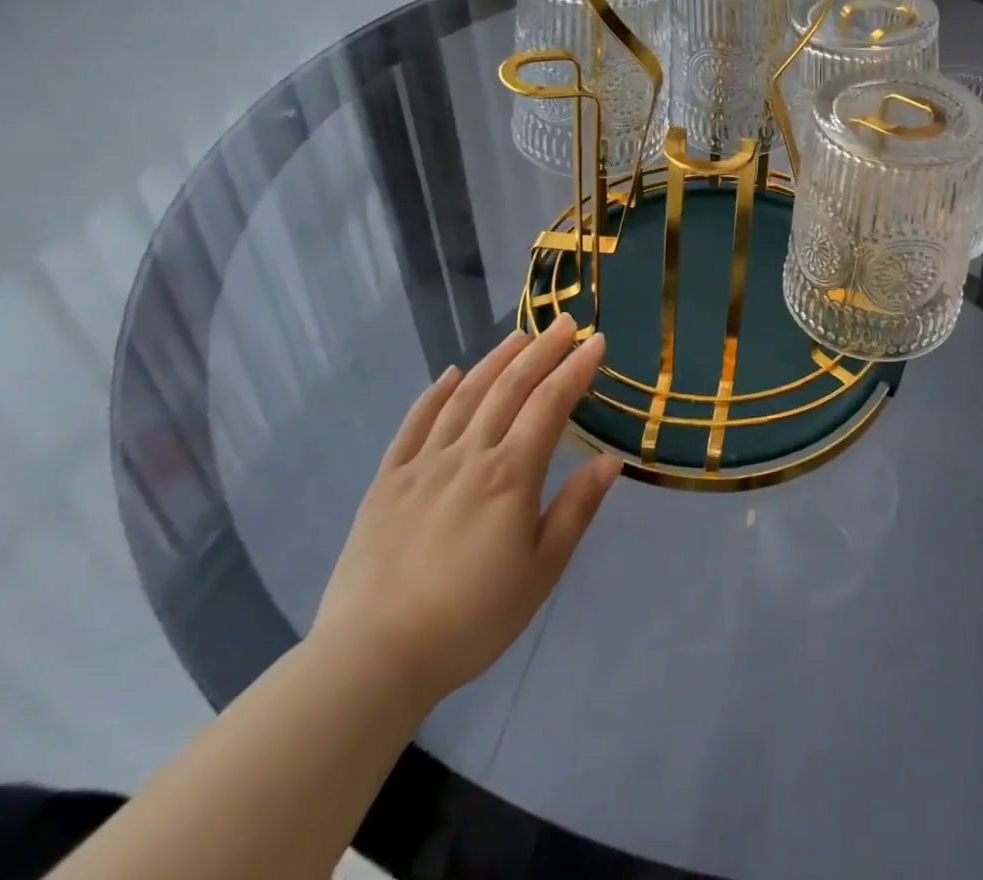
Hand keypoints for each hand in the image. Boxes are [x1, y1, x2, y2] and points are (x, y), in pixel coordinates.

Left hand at [309, 315, 619, 705]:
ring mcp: (423, 464)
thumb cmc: (471, 619)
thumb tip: (611, 460)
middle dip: (542, 350)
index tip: (597, 341)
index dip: (576, 369)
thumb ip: (576, 509)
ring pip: (465, 396)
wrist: (372, 660)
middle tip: (565, 322)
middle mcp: (468, 455)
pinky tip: (450, 375)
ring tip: (520, 335)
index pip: (551, 404)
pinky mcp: (386, 482)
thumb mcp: (541, 571)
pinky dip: (435, 394)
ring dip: (496, 360)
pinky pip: (414, 425)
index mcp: (510, 474)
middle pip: (510, 387)